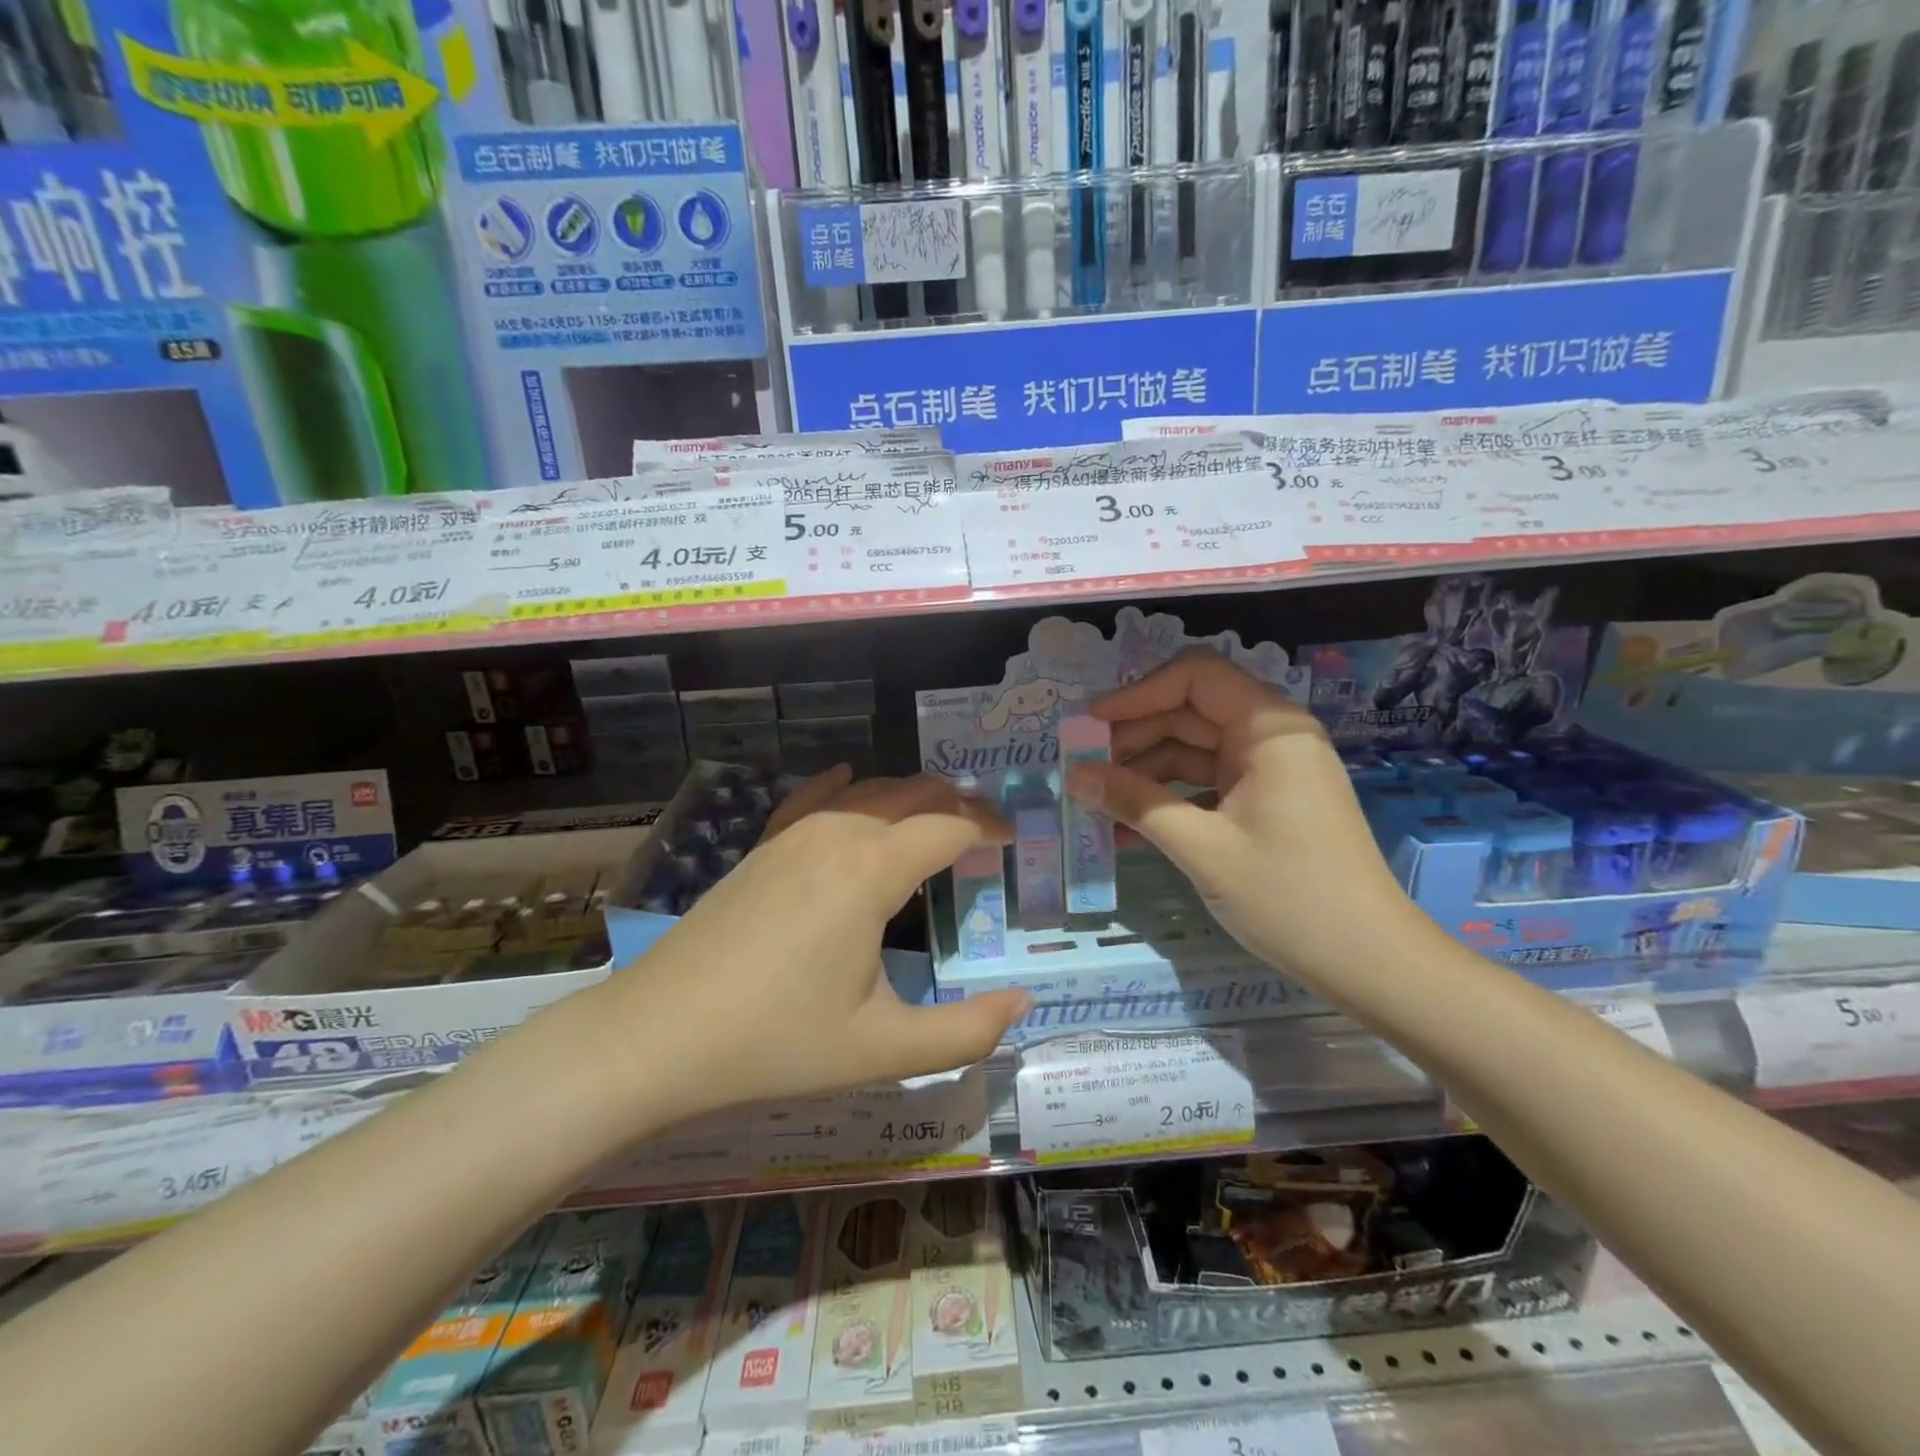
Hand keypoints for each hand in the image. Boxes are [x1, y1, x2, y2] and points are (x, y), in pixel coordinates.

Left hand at [594, 769, 1030, 1120]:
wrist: (657, 1034)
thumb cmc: (776, 1042)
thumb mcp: (882, 1050)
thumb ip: (964, 1032)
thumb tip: (1022, 1005)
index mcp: (871, 870)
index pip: (948, 826)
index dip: (987, 827)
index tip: (1014, 839)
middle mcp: (836, 834)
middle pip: (912, 795)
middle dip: (956, 804)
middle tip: (986, 829)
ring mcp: (792, 835)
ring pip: (868, 793)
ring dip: (910, 798)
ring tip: (937, 819)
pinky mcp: (762, 847)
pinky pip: (814, 799)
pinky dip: (846, 787)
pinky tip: (849, 777)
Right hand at [1064, 648, 1411, 979]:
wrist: (1368, 961)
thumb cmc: (1289, 896)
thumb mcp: (1201, 848)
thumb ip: (1135, 803)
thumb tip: (1073, 775)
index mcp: (1268, 728)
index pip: (1194, 676)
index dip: (1138, 693)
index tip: (1091, 725)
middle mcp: (1271, 736)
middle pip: (1189, 712)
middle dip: (1134, 738)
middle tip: (1085, 771)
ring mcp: (1270, 769)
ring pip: (1193, 749)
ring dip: (1145, 773)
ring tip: (1098, 804)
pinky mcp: (1267, 800)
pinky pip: (1207, 782)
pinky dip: (1170, 799)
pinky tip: (1130, 830)